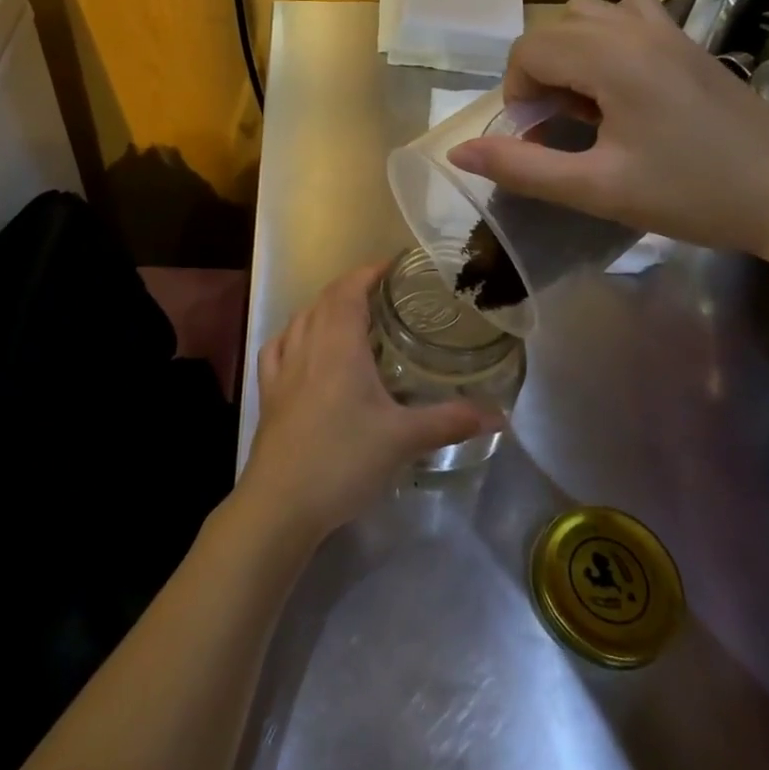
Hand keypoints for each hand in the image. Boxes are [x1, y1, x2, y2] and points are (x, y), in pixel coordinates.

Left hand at [239, 260, 494, 539]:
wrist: (281, 503)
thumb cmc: (343, 459)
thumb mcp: (403, 439)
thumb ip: (450, 421)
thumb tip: (499, 415)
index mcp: (338, 344)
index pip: (350, 289)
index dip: (370, 271)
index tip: (394, 266)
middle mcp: (307, 344)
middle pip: (325, 299)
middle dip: (352, 287)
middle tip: (384, 293)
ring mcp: (283, 367)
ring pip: (301, 319)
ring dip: (324, 308)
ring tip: (350, 316)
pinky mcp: (268, 391)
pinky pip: (278, 347)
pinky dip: (293, 335)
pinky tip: (302, 346)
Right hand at [446, 0, 768, 262]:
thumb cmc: (693, 194)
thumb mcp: (598, 189)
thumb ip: (523, 168)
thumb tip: (458, 152)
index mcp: (612, 59)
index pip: (529, 50)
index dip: (517, 93)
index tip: (537, 135)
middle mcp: (636, 28)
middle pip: (553, 30)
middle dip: (540, 76)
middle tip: (561, 127)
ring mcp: (668, 29)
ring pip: (588, 16)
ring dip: (570, 54)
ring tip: (589, 104)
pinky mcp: (689, 40)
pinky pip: (627, 16)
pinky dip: (606, 40)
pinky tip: (622, 84)